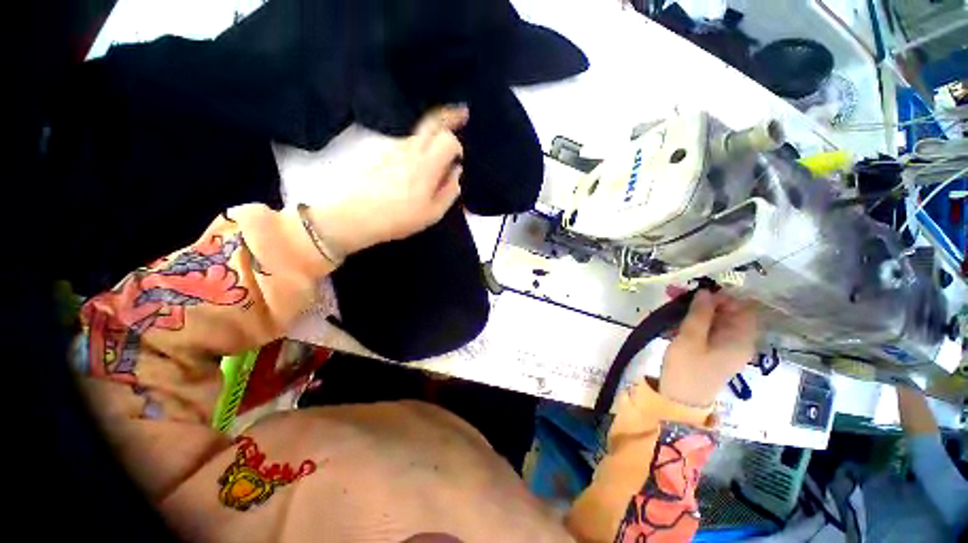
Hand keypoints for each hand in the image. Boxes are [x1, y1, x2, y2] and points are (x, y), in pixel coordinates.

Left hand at [301, 106, 468, 256]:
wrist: (356, 217)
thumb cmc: (399, 219)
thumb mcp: (432, 213)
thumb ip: (449, 191)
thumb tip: (456, 172)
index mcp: (426, 166)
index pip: (448, 140)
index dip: (457, 147)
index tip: (458, 160)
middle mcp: (409, 149)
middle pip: (432, 122)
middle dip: (449, 115)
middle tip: (463, 112)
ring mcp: (393, 148)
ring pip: (418, 131)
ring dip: (433, 130)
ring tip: (440, 141)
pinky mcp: (381, 153)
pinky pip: (406, 141)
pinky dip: (418, 142)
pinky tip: (419, 158)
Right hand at [659, 290, 758, 407]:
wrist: (679, 400)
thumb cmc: (687, 368)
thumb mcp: (691, 338)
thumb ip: (700, 313)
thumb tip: (706, 291)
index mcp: (740, 339)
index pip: (742, 308)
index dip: (723, 296)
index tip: (697, 291)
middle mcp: (737, 341)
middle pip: (725, 312)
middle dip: (702, 300)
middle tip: (674, 292)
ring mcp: (723, 347)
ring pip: (712, 320)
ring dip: (692, 309)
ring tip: (669, 302)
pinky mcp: (710, 352)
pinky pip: (704, 329)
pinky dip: (690, 321)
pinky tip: (672, 319)